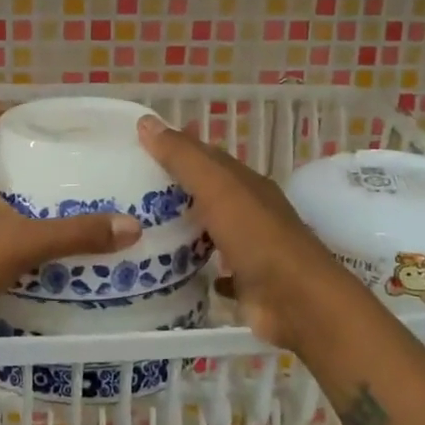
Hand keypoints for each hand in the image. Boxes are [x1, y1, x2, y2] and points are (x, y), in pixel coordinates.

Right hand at [137, 115, 366, 353]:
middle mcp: (250, 212)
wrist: (297, 302)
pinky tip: (170, 270)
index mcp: (246, 184)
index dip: (175, 149)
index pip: (207, 157)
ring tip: (139, 228)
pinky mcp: (245, 283)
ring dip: (183, 228)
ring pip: (210, 231)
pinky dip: (196, 267)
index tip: (138, 148)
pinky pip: (215, 270)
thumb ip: (184, 157)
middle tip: (128, 191)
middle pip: (207, 194)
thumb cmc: (257, 238)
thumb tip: (146, 122)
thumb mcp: (218, 188)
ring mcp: (249, 249)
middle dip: (174, 190)